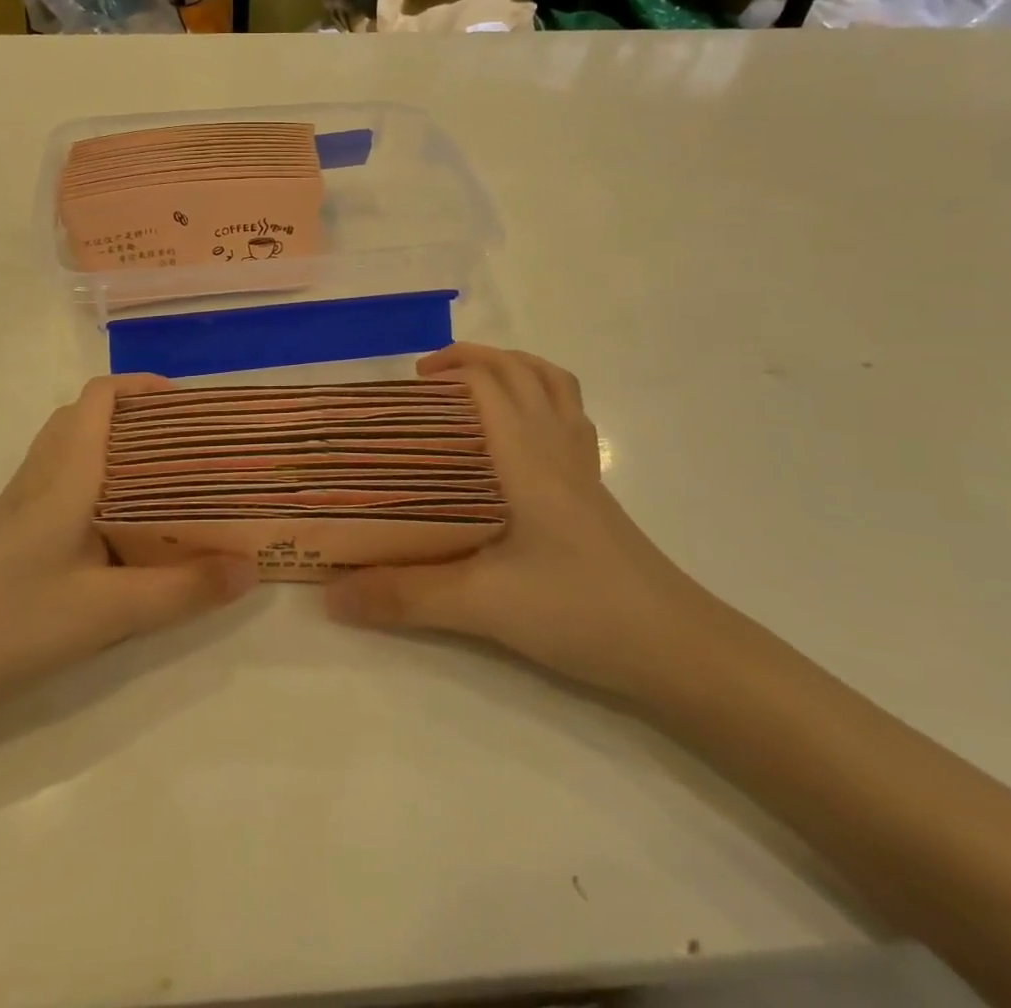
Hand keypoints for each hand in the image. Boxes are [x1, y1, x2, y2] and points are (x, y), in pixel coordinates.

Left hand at [0, 375, 258, 711]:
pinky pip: (64, 484)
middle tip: (191, 447)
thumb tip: (251, 569)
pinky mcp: (14, 531)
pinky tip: (124, 530)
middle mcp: (43, 474)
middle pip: (90, 416)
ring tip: (168, 482)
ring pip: (75, 450)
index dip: (144, 387)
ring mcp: (23, 502)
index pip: (100, 397)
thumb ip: (183, 590)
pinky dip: (100, 483)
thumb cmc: (11, 622)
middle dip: (141, 419)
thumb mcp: (108, 611)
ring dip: (119, 450)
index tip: (191, 405)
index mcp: (66, 472)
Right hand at [325, 344, 716, 700]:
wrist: (680, 650)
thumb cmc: (582, 611)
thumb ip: (405, 596)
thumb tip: (331, 595)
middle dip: (474, 360)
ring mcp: (583, 470)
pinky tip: (518, 441)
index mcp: (528, 457)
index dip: (451, 369)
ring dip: (513, 371)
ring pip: (554, 388)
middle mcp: (557, 449)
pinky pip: (570, 420)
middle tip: (428, 383)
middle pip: (523, 372)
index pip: (490, 382)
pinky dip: (541, 403)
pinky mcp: (596, 495)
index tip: (408, 387)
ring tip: (472, 391)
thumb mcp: (483, 605)